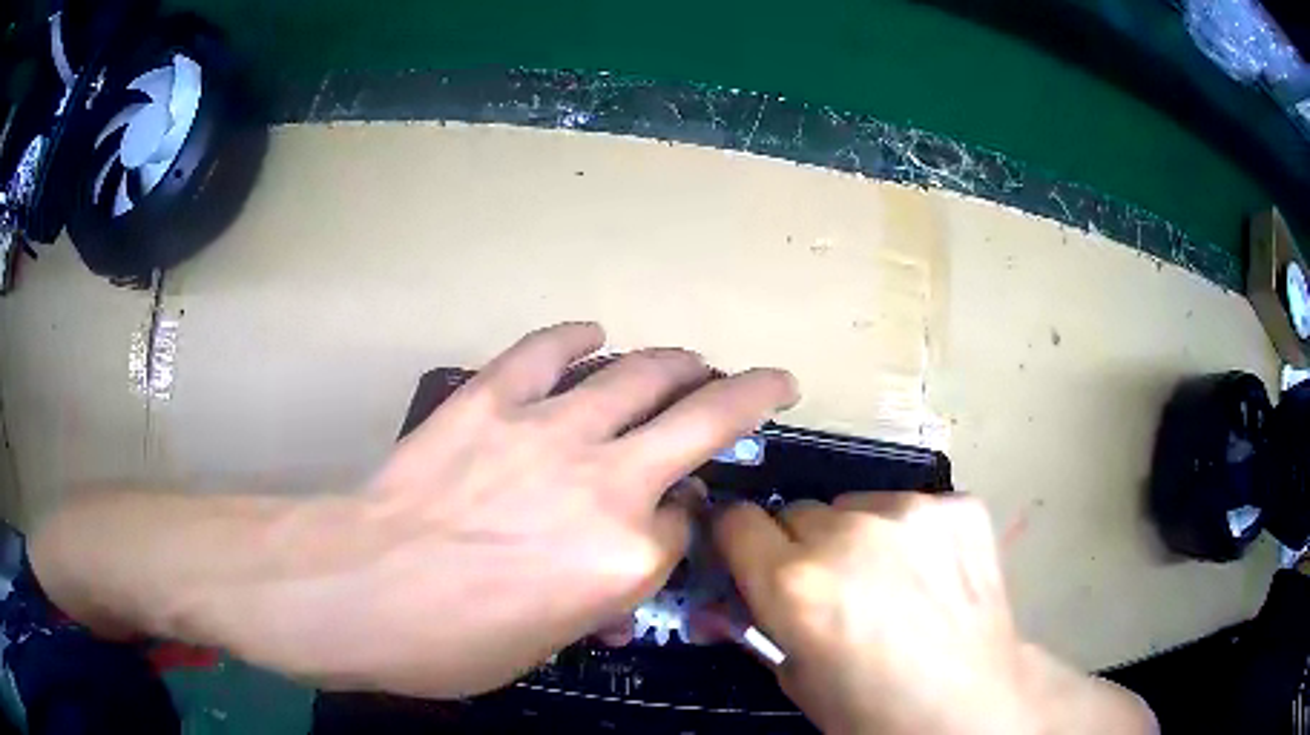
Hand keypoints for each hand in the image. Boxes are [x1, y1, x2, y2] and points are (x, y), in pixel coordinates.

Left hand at [324, 323, 796, 695]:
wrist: (359, 588)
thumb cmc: (451, 642)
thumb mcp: (544, 644)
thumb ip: (598, 600)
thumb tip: (623, 571)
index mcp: (624, 558)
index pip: (682, 523)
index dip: (683, 520)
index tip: (676, 518)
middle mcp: (607, 482)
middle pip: (703, 420)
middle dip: (750, 395)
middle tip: (767, 382)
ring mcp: (549, 429)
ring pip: (639, 374)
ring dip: (678, 363)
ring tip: (692, 362)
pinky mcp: (493, 398)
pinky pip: (548, 351)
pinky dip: (575, 339)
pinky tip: (592, 335)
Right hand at [715, 493, 1155, 734]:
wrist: (972, 705)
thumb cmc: (873, 710)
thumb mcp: (797, 680)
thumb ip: (757, 629)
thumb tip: (724, 602)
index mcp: (796, 584)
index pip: (736, 520)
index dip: (741, 543)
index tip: (753, 559)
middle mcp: (850, 534)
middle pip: (799, 511)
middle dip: (802, 546)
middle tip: (832, 588)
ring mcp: (912, 511)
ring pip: (856, 504)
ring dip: (858, 534)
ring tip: (890, 580)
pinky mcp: (959, 505)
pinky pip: (912, 506)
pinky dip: (912, 532)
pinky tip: (933, 571)